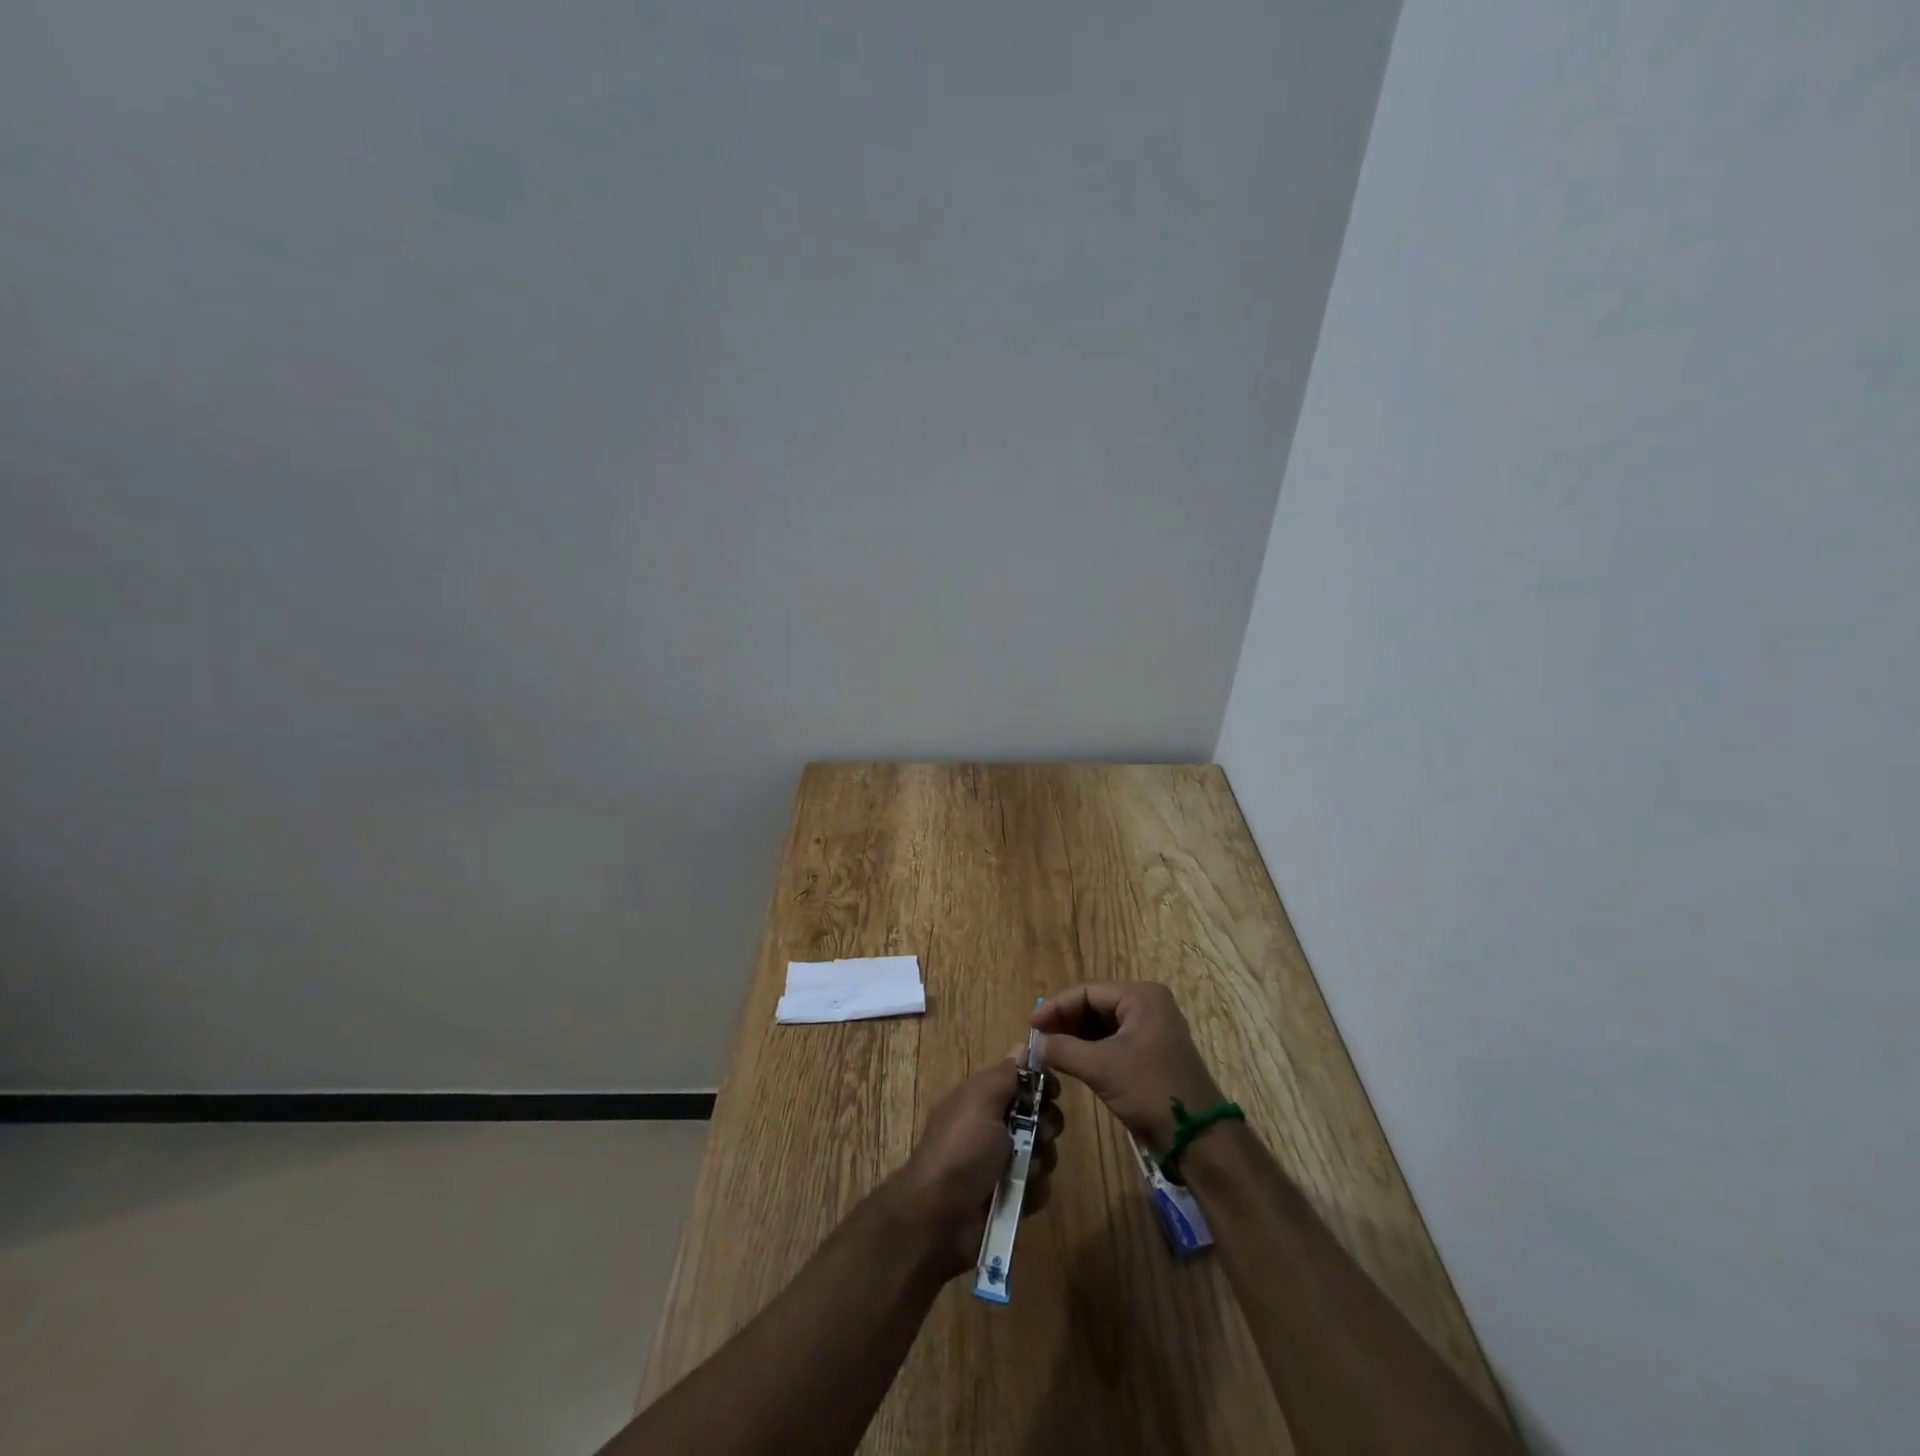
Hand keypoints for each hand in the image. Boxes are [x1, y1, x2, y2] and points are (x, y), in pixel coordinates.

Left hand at [890, 1054, 1062, 1277]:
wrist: (938, 1217)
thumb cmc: (960, 1149)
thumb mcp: (981, 1100)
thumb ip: (1006, 1075)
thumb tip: (1022, 1046)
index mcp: (983, 1099)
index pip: (1023, 1081)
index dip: (1041, 1085)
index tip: (1053, 1092)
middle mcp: (994, 1128)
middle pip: (1039, 1117)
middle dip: (1047, 1125)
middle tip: (1040, 1134)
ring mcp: (1002, 1164)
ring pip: (1043, 1153)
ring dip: (1040, 1160)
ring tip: (1025, 1171)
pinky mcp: (1010, 1197)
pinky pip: (1038, 1187)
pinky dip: (1033, 1191)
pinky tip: (1021, 1196)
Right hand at [1032, 982, 1223, 1153]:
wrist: (1198, 1138)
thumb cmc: (1151, 1090)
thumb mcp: (1102, 1067)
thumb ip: (1063, 1049)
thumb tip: (1034, 1045)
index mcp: (1141, 996)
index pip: (1087, 992)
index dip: (1056, 1007)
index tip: (1030, 1025)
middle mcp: (1148, 1006)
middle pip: (1095, 1006)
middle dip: (1065, 1022)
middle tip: (1037, 1040)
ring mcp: (1151, 1031)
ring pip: (1102, 1026)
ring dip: (1075, 1037)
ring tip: (1048, 1051)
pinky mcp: (1150, 1055)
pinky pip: (1113, 1043)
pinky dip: (1090, 1050)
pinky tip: (1070, 1062)